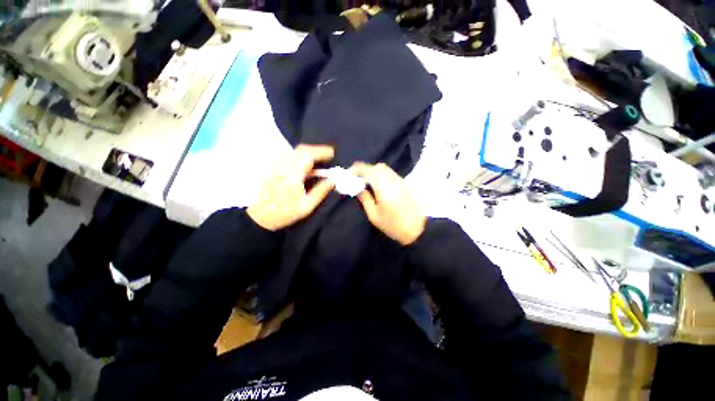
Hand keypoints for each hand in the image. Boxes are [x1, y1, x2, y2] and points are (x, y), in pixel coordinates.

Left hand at [247, 145, 334, 230]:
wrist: (259, 216)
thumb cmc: (284, 213)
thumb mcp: (306, 206)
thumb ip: (320, 191)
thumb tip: (332, 180)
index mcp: (292, 175)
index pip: (308, 155)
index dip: (321, 152)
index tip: (332, 154)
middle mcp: (283, 166)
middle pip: (301, 149)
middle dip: (317, 150)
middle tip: (328, 156)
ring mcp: (277, 165)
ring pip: (295, 151)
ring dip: (308, 152)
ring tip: (318, 160)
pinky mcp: (273, 167)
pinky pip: (289, 155)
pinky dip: (300, 156)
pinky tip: (305, 165)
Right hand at [352, 162, 426, 244]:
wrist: (419, 230)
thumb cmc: (394, 225)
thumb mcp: (375, 216)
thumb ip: (365, 199)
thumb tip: (358, 189)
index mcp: (384, 188)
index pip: (369, 170)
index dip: (358, 169)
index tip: (350, 173)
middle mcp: (394, 180)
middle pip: (379, 167)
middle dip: (366, 169)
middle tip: (359, 178)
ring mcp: (402, 181)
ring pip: (386, 170)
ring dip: (375, 172)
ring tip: (368, 182)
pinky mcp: (406, 184)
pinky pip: (392, 175)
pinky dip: (383, 176)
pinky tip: (379, 186)